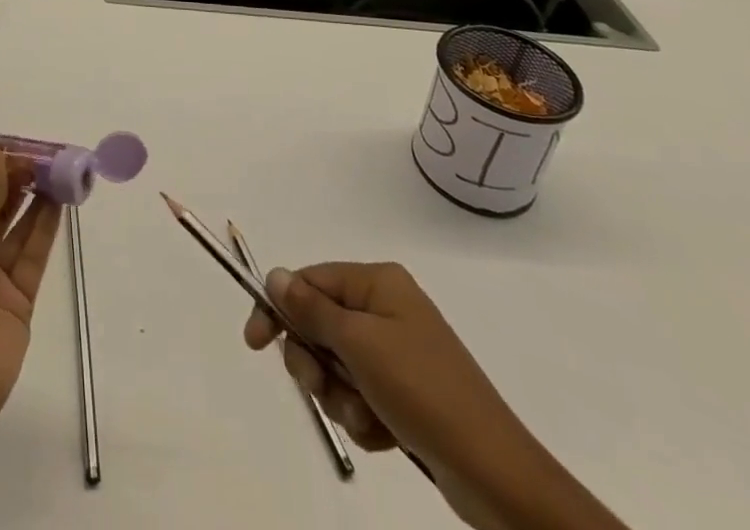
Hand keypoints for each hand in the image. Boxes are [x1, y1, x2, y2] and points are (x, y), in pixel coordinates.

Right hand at [245, 262, 626, 529]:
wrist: (495, 473)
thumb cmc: (421, 391)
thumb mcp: (358, 345)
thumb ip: (311, 309)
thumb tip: (275, 276)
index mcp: (377, 283)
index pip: (309, 281)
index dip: (279, 309)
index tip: (255, 343)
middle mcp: (386, 307)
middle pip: (320, 324)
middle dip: (316, 363)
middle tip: (325, 387)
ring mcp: (398, 350)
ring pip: (337, 366)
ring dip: (341, 396)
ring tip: (368, 418)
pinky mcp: (406, 391)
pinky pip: (361, 394)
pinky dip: (363, 416)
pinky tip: (384, 433)